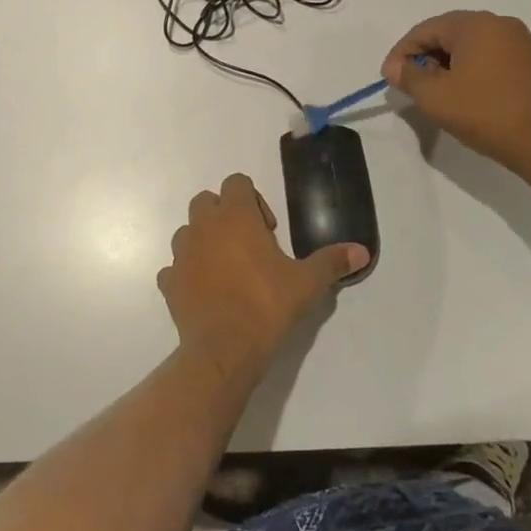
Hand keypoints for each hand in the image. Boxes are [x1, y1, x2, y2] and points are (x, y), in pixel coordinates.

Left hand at [160, 174, 368, 380]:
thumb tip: (361, 251)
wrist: (223, 348)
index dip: (253, 199)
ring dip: (204, 241)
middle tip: (249, 246)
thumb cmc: (266, 305)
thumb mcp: (307, 283)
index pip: (237, 182)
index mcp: (235, 216)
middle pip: (207, 201)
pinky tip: (206, 293)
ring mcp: (181, 253)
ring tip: (227, 270)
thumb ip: (331, 262)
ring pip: (188, 231)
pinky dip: (187, 273)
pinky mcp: (169, 281)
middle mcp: (203, 226)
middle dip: (225, 215)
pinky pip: (174, 267)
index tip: (268, 230)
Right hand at [382, 10, 530, 174]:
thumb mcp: (435, 97)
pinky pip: (490, 60)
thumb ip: (409, 76)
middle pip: (448, 35)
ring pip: (470, 48)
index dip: (401, 53)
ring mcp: (522, 44)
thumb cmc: (487, 113)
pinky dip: (470, 73)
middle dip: (424, 58)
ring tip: (436, 95)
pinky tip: (465, 98)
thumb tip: (396, 67)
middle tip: (411, 86)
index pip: (424, 29)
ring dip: (447, 67)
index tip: (390, 79)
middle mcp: (500, 25)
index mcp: (475, 25)